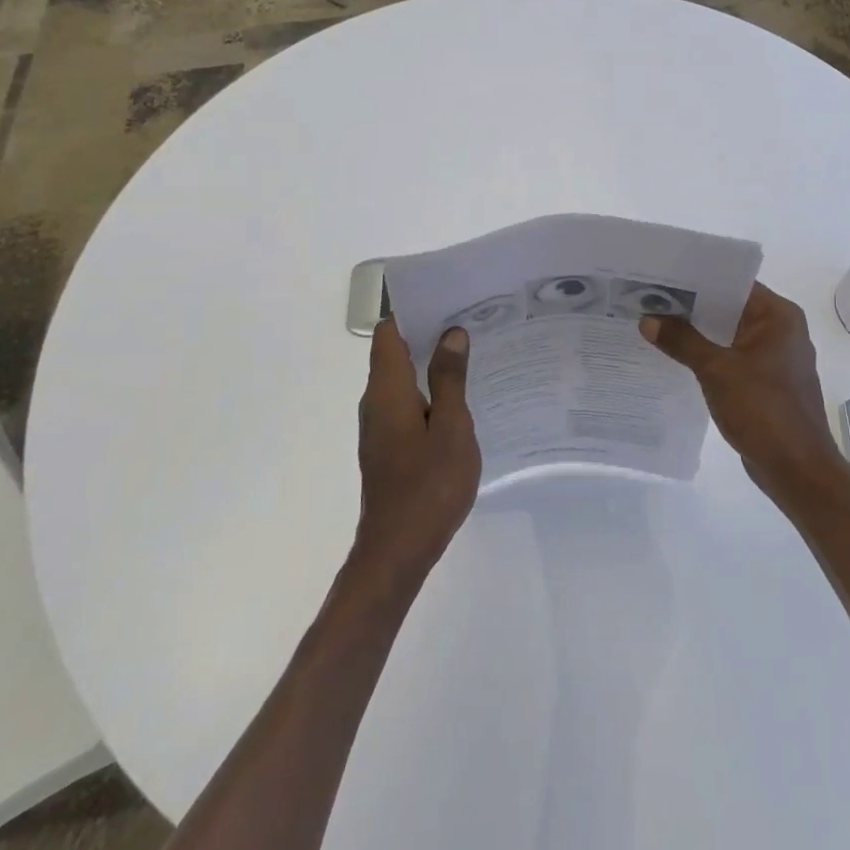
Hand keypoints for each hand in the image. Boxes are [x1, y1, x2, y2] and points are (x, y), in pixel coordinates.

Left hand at [353, 321, 481, 585]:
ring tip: (472, 351)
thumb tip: (451, 334)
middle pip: (394, 352)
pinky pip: (407, 403)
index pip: (390, 333)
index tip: (447, 298)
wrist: (398, 551)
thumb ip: (450, 379)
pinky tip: (462, 397)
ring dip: (431, 362)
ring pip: (402, 379)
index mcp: (387, 391)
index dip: (412, 310)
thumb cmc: (428, 486)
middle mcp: (376, 402)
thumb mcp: (451, 428)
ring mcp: (380, 426)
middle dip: (428, 332)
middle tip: (471, 320)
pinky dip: (429, 390)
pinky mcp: (388, 446)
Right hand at [641, 282, 848, 508]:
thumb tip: (648, 319)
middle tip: (648, 298)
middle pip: (729, 307)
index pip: (733, 282)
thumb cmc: (763, 410)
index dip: (697, 278)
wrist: (797, 470)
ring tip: (655, 323)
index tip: (661, 276)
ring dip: (697, 332)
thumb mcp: (716, 370)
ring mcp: (774, 357)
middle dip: (691, 306)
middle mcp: (780, 329)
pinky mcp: (766, 382)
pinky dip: (708, 355)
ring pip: (728, 333)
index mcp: (778, 316)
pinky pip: (731, 357)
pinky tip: (676, 357)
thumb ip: (682, 341)